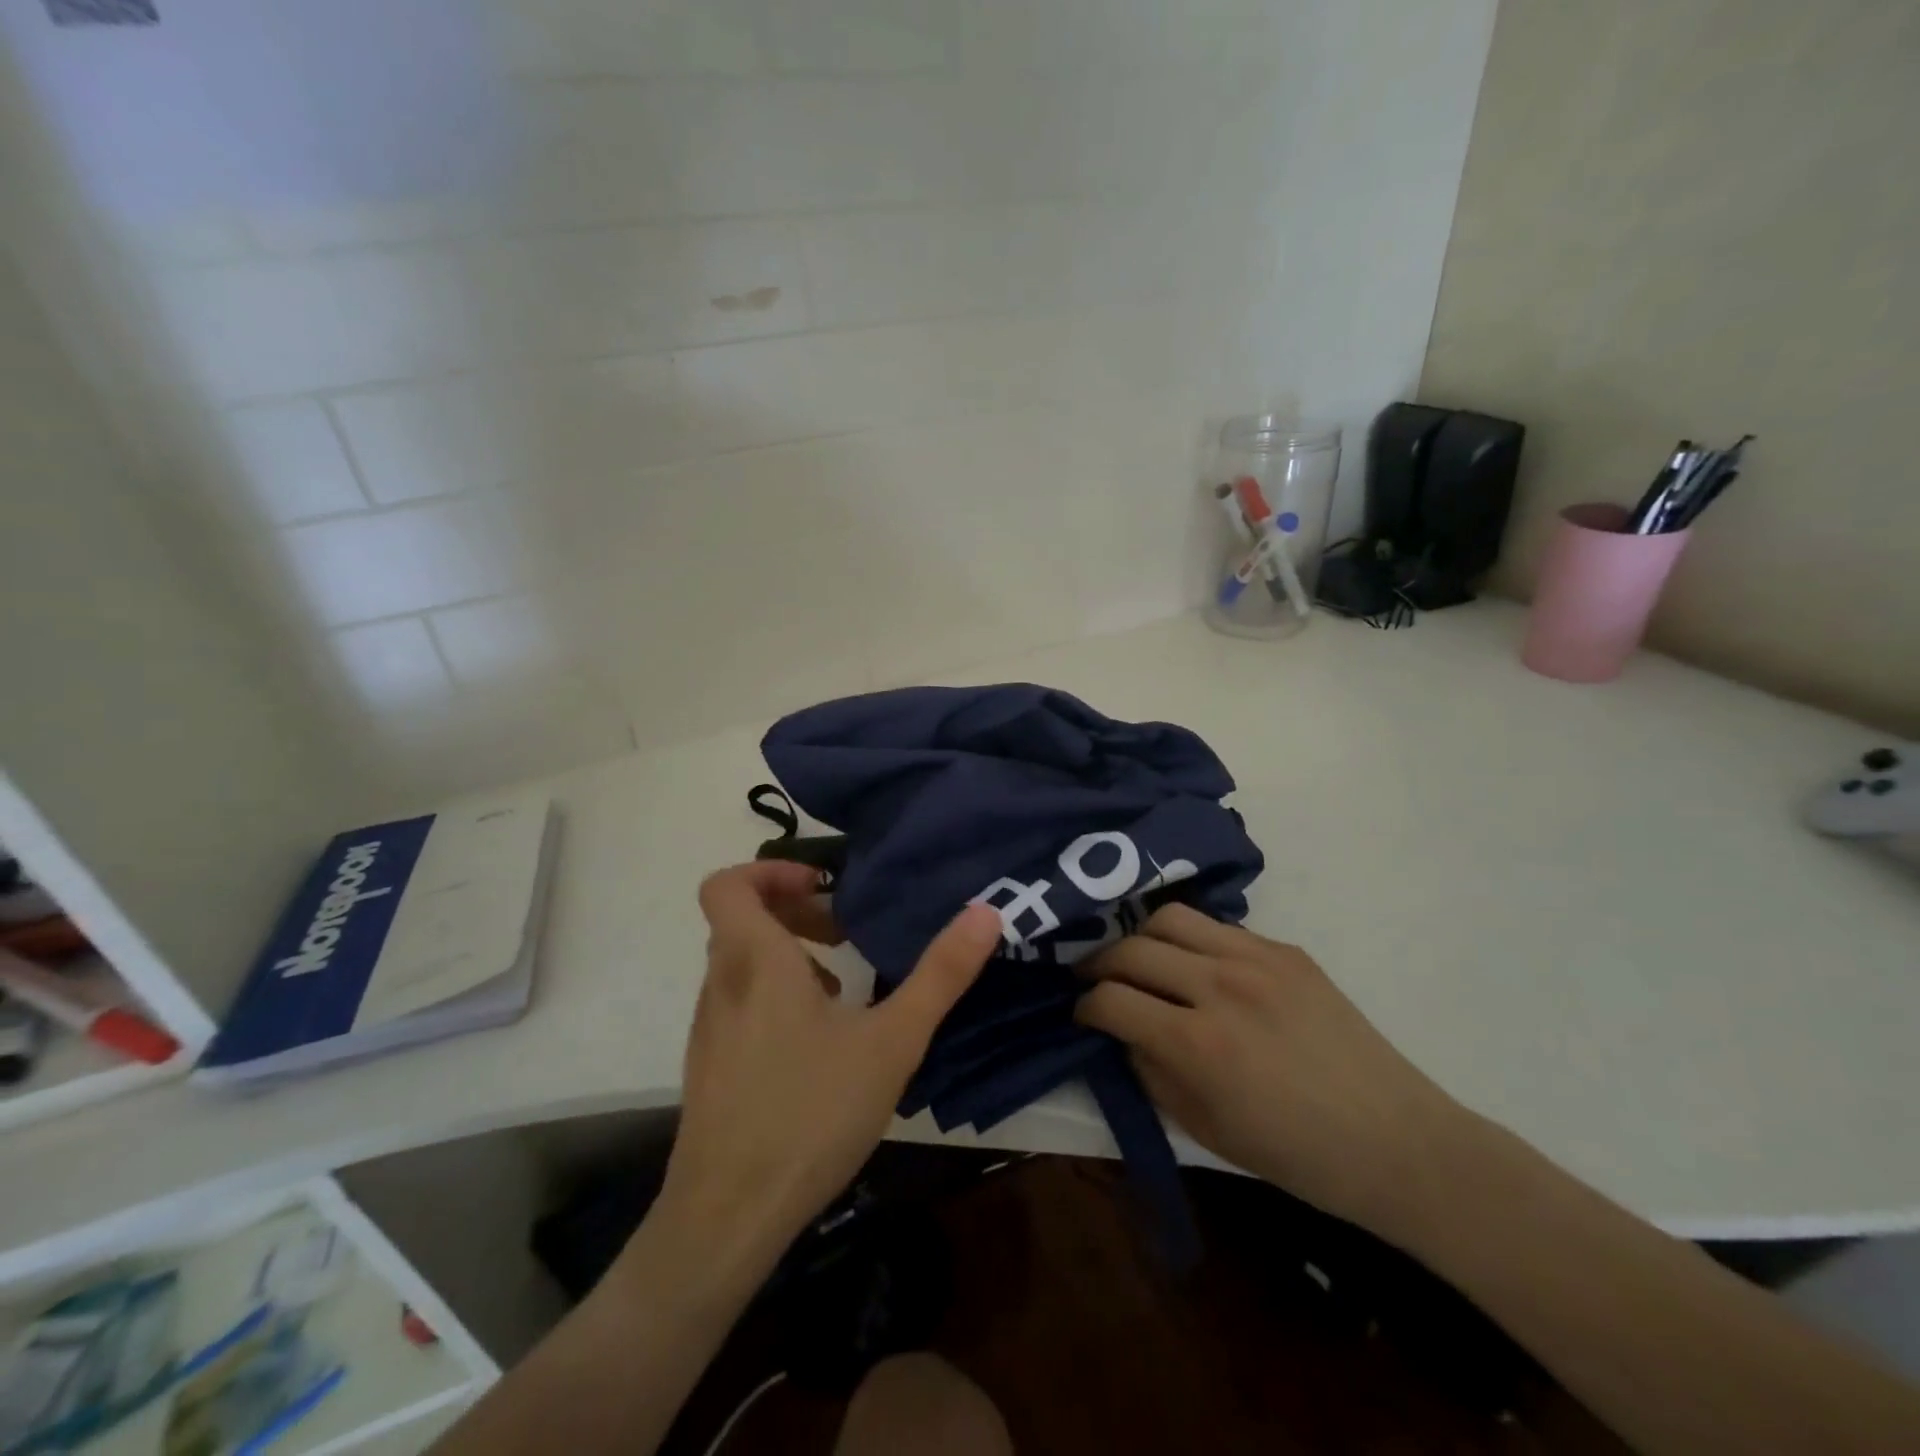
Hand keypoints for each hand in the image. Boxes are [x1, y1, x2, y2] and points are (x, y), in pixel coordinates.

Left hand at [657, 861, 1001, 1274]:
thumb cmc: (810, 1114)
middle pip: (741, 918)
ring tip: (843, 984)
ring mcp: (709, 1028)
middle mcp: (721, 984)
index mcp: (755, 961)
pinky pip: (739, 1001)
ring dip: (789, 954)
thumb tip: (985, 911)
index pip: (727, 884)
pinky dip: (776, 994)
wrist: (726, 1219)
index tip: (824, 887)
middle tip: (845, 930)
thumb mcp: (892, 1041)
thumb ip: (940, 974)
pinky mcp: (710, 1065)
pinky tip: (821, 1040)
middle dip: (796, 911)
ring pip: (740, 962)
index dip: (771, 870)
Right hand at [1075, 904, 1466, 1236]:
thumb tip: (1119, 1031)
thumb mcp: (1203, 1128)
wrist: (1395, 1140)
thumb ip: (1149, 1072)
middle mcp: (1221, 988)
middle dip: (1099, 966)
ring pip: (1169, 918)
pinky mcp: (1285, 950)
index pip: (1111, 1000)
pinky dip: (1191, 941)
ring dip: (1140, 938)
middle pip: (1130, 949)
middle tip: (1096, 982)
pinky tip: (1196, 967)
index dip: (1084, 1007)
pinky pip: (1217, 928)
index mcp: (1198, 1045)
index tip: (1081, 1015)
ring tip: (1139, 960)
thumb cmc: (1294, 1154)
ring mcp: (1257, 960)